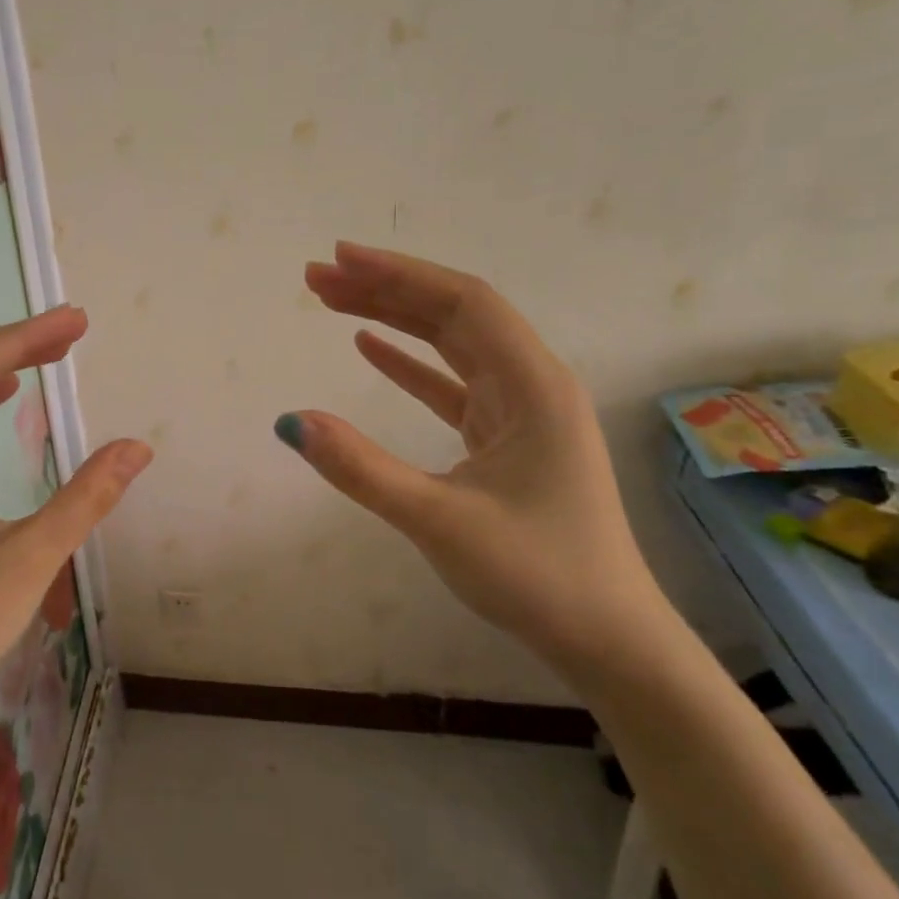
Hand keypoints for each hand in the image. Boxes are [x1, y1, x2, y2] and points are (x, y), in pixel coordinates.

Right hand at [280, 242, 667, 671]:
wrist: (607, 639)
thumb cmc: (537, 576)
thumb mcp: (439, 521)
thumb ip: (362, 469)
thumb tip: (291, 422)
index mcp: (533, 386)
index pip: (462, 303)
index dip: (399, 274)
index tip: (339, 259)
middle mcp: (531, 383)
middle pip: (453, 313)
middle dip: (385, 288)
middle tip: (317, 277)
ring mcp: (520, 410)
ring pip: (451, 344)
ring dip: (393, 318)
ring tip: (332, 300)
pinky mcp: (505, 437)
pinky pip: (452, 382)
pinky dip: (410, 362)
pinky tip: (369, 348)